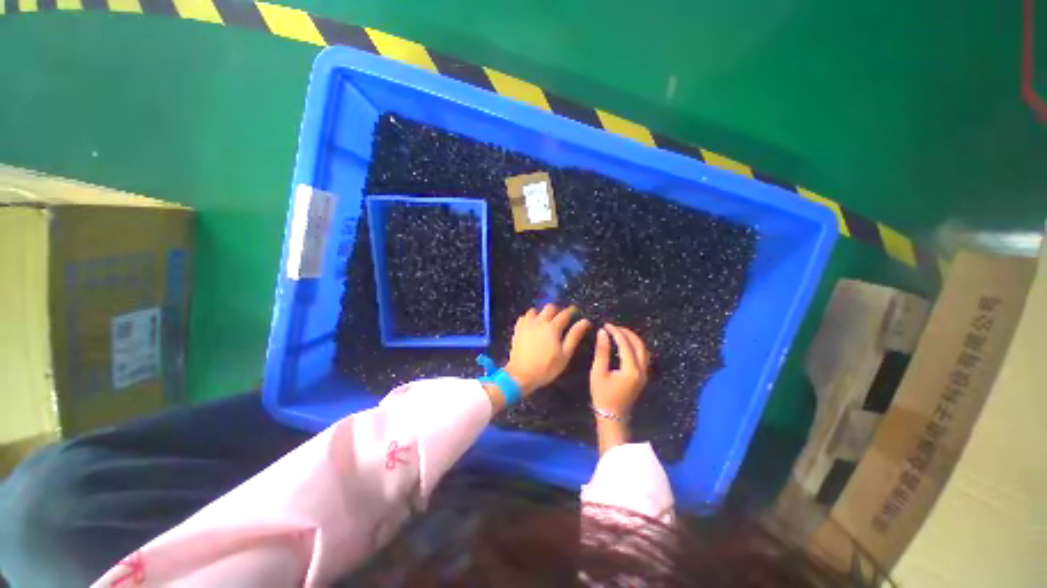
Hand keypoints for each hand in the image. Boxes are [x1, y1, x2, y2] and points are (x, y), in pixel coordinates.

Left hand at [504, 305, 590, 394]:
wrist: (521, 375)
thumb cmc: (547, 367)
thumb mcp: (565, 354)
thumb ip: (574, 336)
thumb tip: (585, 321)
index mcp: (553, 327)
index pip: (564, 314)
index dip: (571, 311)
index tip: (575, 310)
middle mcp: (539, 322)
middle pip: (549, 307)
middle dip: (557, 309)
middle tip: (560, 316)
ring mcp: (526, 325)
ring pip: (535, 310)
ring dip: (541, 313)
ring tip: (545, 320)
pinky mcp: (517, 329)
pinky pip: (523, 317)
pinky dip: (529, 318)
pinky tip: (531, 325)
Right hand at [590, 324, 649, 418]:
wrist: (612, 416)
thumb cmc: (602, 395)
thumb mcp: (598, 372)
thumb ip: (602, 351)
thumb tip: (603, 333)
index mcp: (631, 369)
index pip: (625, 344)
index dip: (616, 332)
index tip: (606, 325)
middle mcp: (641, 370)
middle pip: (639, 345)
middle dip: (627, 333)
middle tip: (613, 327)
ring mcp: (644, 374)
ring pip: (643, 350)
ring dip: (633, 339)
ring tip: (619, 332)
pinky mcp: (642, 376)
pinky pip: (643, 356)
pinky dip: (635, 346)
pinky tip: (625, 344)